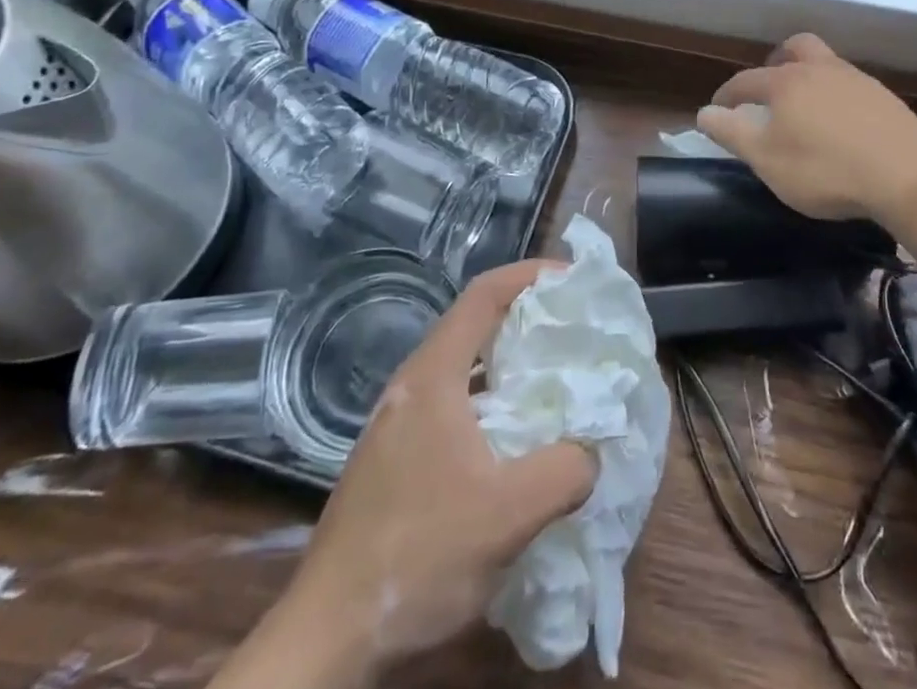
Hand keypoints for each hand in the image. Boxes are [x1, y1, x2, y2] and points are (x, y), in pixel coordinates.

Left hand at [212, 260, 596, 688]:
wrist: (325, 640)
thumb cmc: (417, 557)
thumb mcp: (507, 516)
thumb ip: (564, 471)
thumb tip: (591, 450)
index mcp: (432, 376)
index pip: (483, 294)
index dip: (530, 275)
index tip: (573, 279)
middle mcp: (412, 386)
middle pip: (475, 325)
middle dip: (527, 317)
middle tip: (575, 328)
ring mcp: (399, 424)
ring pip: (464, 368)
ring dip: (510, 363)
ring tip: (556, 378)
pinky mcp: (395, 459)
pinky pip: (455, 404)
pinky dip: (493, 400)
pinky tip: (516, 439)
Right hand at [696, 33, 916, 225]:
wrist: (908, 174)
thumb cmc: (826, 169)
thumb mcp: (767, 159)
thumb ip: (733, 133)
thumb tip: (706, 112)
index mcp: (786, 82)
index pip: (746, 81)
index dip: (728, 95)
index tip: (718, 108)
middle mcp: (820, 70)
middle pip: (795, 48)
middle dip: (777, 62)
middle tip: (769, 88)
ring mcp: (857, 80)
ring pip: (826, 63)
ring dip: (810, 76)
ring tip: (805, 107)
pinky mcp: (884, 98)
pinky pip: (850, 85)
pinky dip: (836, 95)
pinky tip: (841, 123)